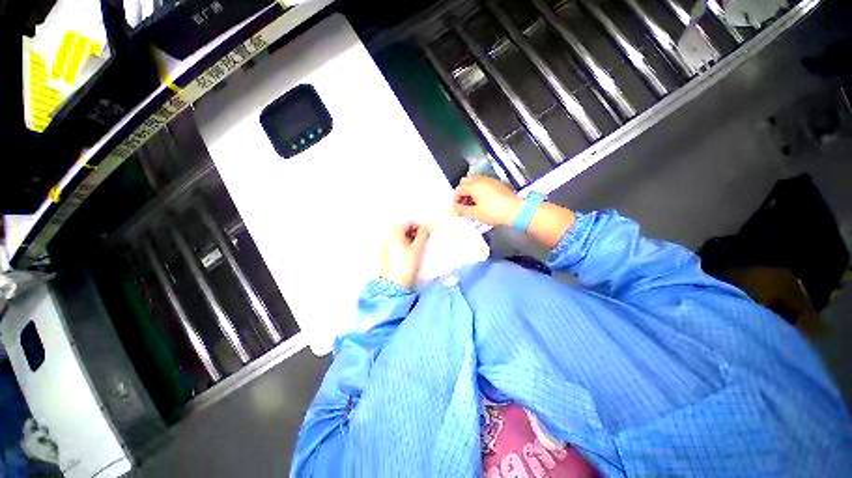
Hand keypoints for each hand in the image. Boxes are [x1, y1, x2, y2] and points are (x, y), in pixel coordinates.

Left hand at [379, 222, 429, 288]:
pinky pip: (392, 244)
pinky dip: (400, 246)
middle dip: (412, 233)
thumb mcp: (419, 247)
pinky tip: (406, 255)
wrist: (395, 284)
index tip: (426, 233)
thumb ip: (424, 233)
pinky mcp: (381, 255)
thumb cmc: (406, 266)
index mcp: (393, 231)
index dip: (419, 227)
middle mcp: (385, 236)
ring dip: (407, 239)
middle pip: (401, 228)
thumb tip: (427, 226)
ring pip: (396, 237)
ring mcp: (381, 245)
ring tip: (415, 249)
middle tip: (421, 241)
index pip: (408, 222)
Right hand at [453, 176, 520, 226]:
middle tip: (462, 204)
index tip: (456, 208)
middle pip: (465, 182)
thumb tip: (455, 209)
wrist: (514, 211)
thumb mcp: (475, 214)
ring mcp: (490, 180)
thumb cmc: (494, 212)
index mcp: (473, 186)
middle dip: (461, 192)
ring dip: (469, 190)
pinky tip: (481, 201)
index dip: (455, 199)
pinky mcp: (497, 184)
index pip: (458, 190)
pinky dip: (478, 190)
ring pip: (474, 181)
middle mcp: (481, 180)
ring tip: (471, 204)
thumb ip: (462, 210)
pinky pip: (483, 183)